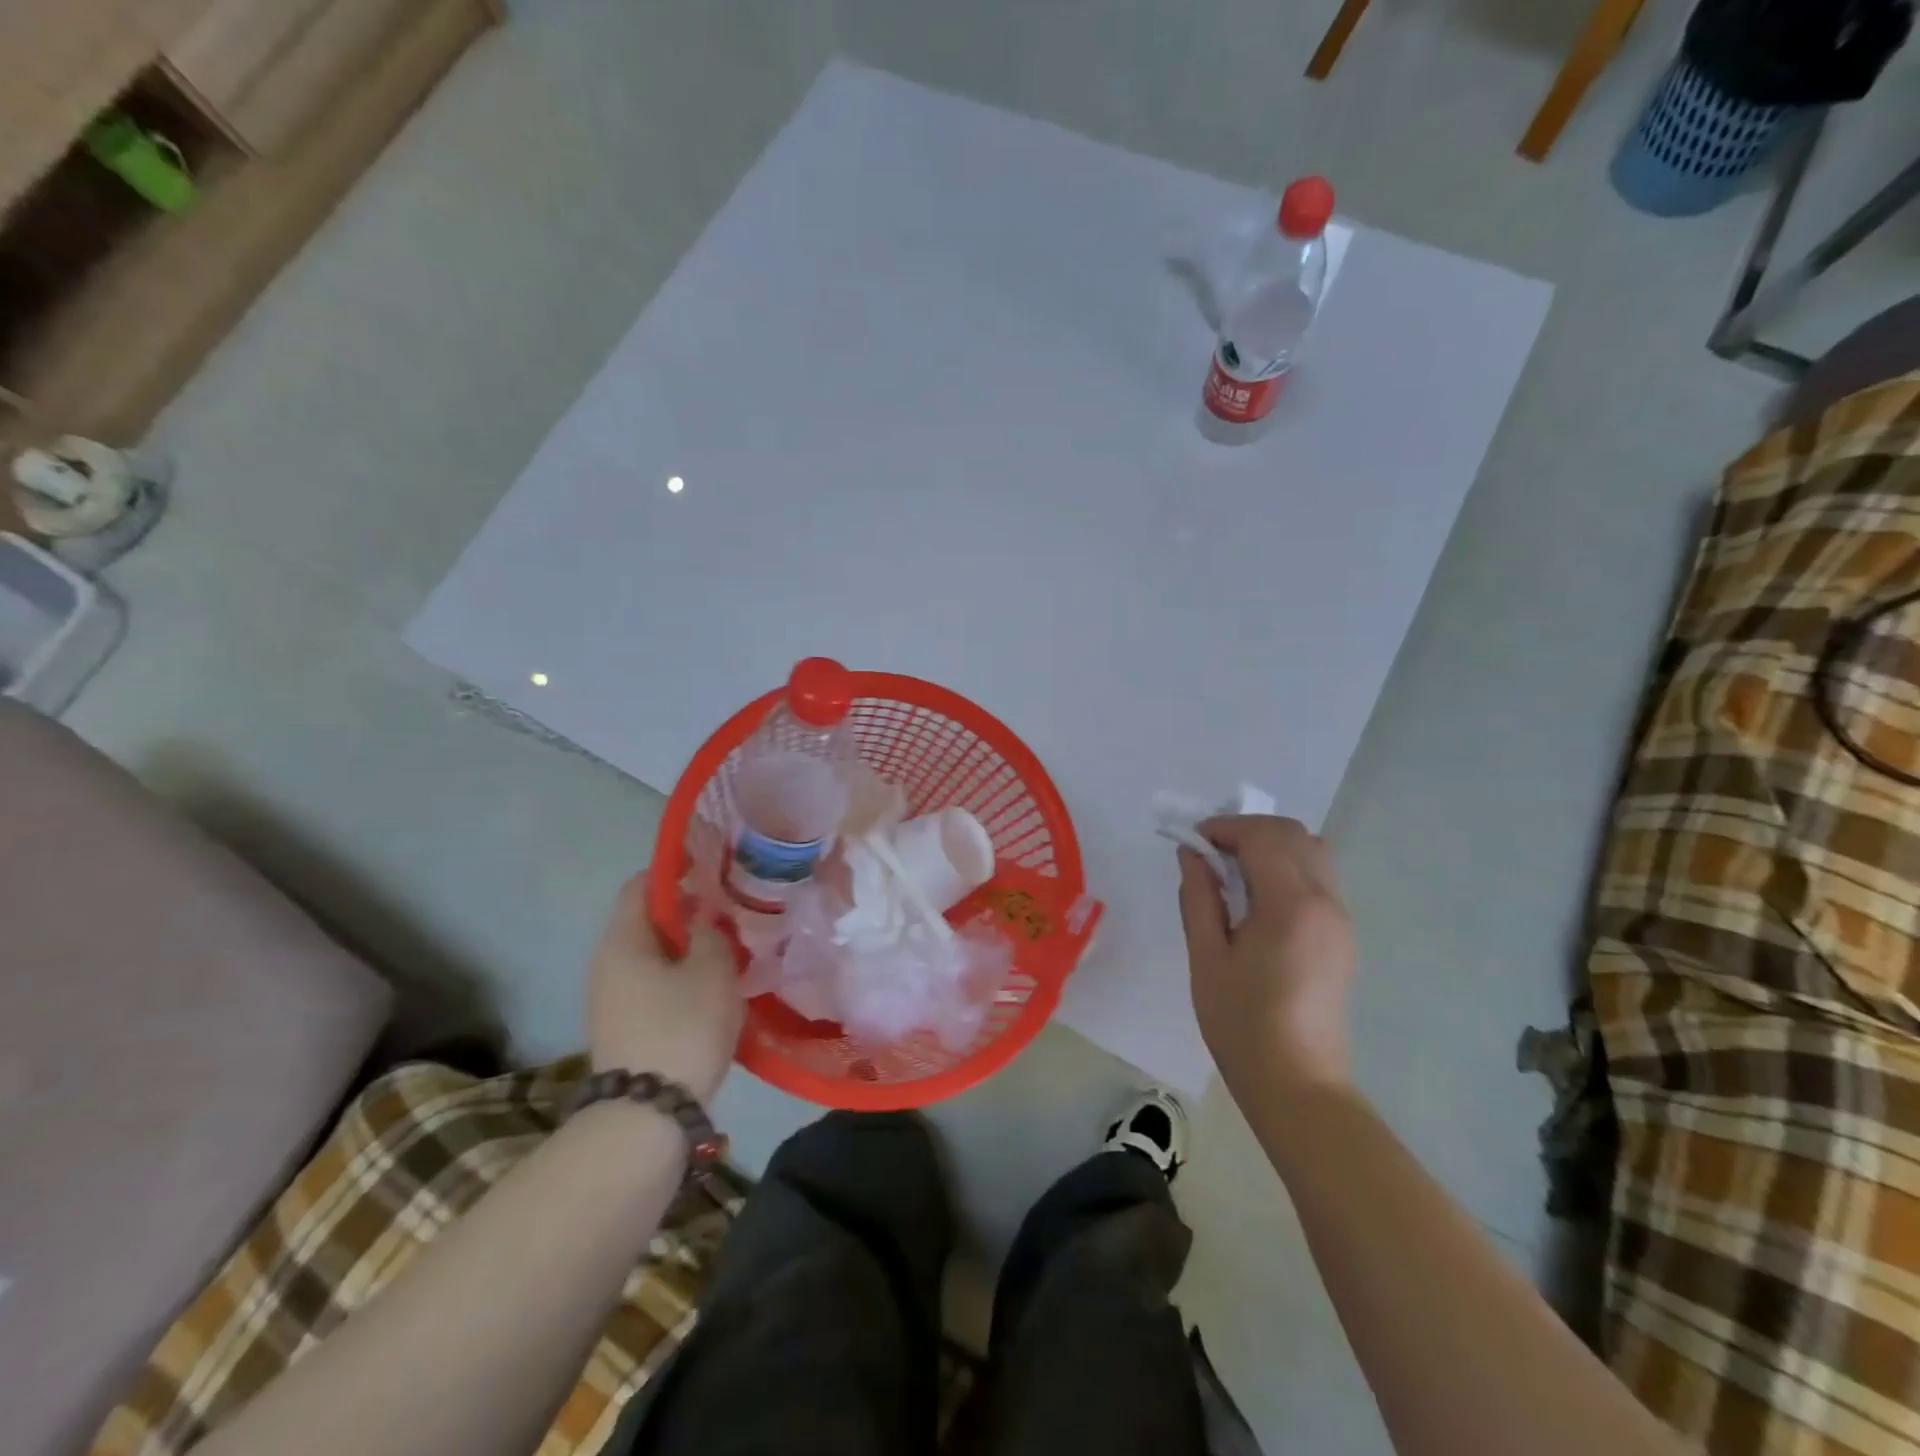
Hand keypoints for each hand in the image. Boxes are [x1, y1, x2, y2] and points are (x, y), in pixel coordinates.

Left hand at [588, 873, 743, 1103]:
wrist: (646, 1115)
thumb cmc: (682, 1028)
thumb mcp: (712, 970)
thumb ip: (710, 932)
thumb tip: (702, 916)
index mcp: (623, 941)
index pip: (641, 885)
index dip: (673, 871)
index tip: (709, 870)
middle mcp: (606, 964)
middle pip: (645, 921)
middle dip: (686, 913)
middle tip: (727, 915)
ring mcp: (609, 999)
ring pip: (651, 955)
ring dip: (685, 949)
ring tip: (725, 953)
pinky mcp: (621, 1026)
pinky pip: (651, 984)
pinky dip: (678, 977)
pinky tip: (709, 990)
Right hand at [1177, 816, 1356, 1095]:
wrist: (1298, 1083)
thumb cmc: (1242, 1023)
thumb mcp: (1206, 957)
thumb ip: (1199, 897)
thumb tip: (1192, 854)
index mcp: (1291, 906)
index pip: (1263, 837)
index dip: (1224, 828)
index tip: (1193, 842)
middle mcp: (1326, 902)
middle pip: (1295, 835)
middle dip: (1248, 831)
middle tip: (1211, 854)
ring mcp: (1341, 919)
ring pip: (1313, 852)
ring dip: (1271, 846)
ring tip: (1234, 874)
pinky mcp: (1343, 936)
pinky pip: (1319, 878)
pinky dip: (1288, 867)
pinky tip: (1258, 899)